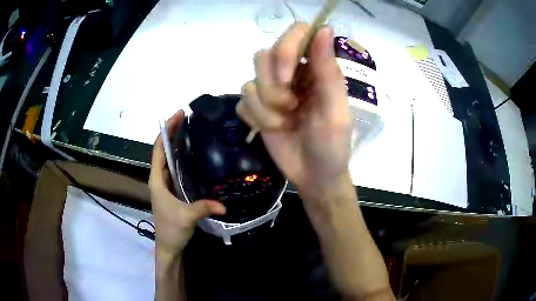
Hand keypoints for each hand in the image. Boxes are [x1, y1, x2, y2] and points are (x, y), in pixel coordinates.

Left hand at [149, 110, 226, 255]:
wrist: (168, 245)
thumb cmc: (171, 230)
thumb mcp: (187, 217)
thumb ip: (203, 207)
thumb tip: (224, 204)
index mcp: (156, 180)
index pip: (158, 149)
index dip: (166, 131)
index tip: (178, 116)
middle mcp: (159, 178)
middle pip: (163, 150)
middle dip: (172, 132)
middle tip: (188, 118)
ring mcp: (165, 184)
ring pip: (169, 159)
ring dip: (177, 144)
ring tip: (191, 130)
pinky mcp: (172, 190)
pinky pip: (175, 169)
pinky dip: (181, 158)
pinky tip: (193, 154)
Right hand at [237, 23, 351, 192]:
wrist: (314, 176)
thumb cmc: (332, 145)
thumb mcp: (335, 110)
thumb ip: (328, 70)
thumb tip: (324, 27)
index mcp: (315, 67)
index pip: (295, 32)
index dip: (285, 49)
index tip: (286, 78)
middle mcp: (292, 72)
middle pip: (264, 55)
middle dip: (273, 88)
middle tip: (291, 109)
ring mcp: (271, 90)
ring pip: (250, 80)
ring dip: (265, 107)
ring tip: (284, 123)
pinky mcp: (257, 108)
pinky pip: (242, 101)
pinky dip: (255, 118)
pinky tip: (271, 130)